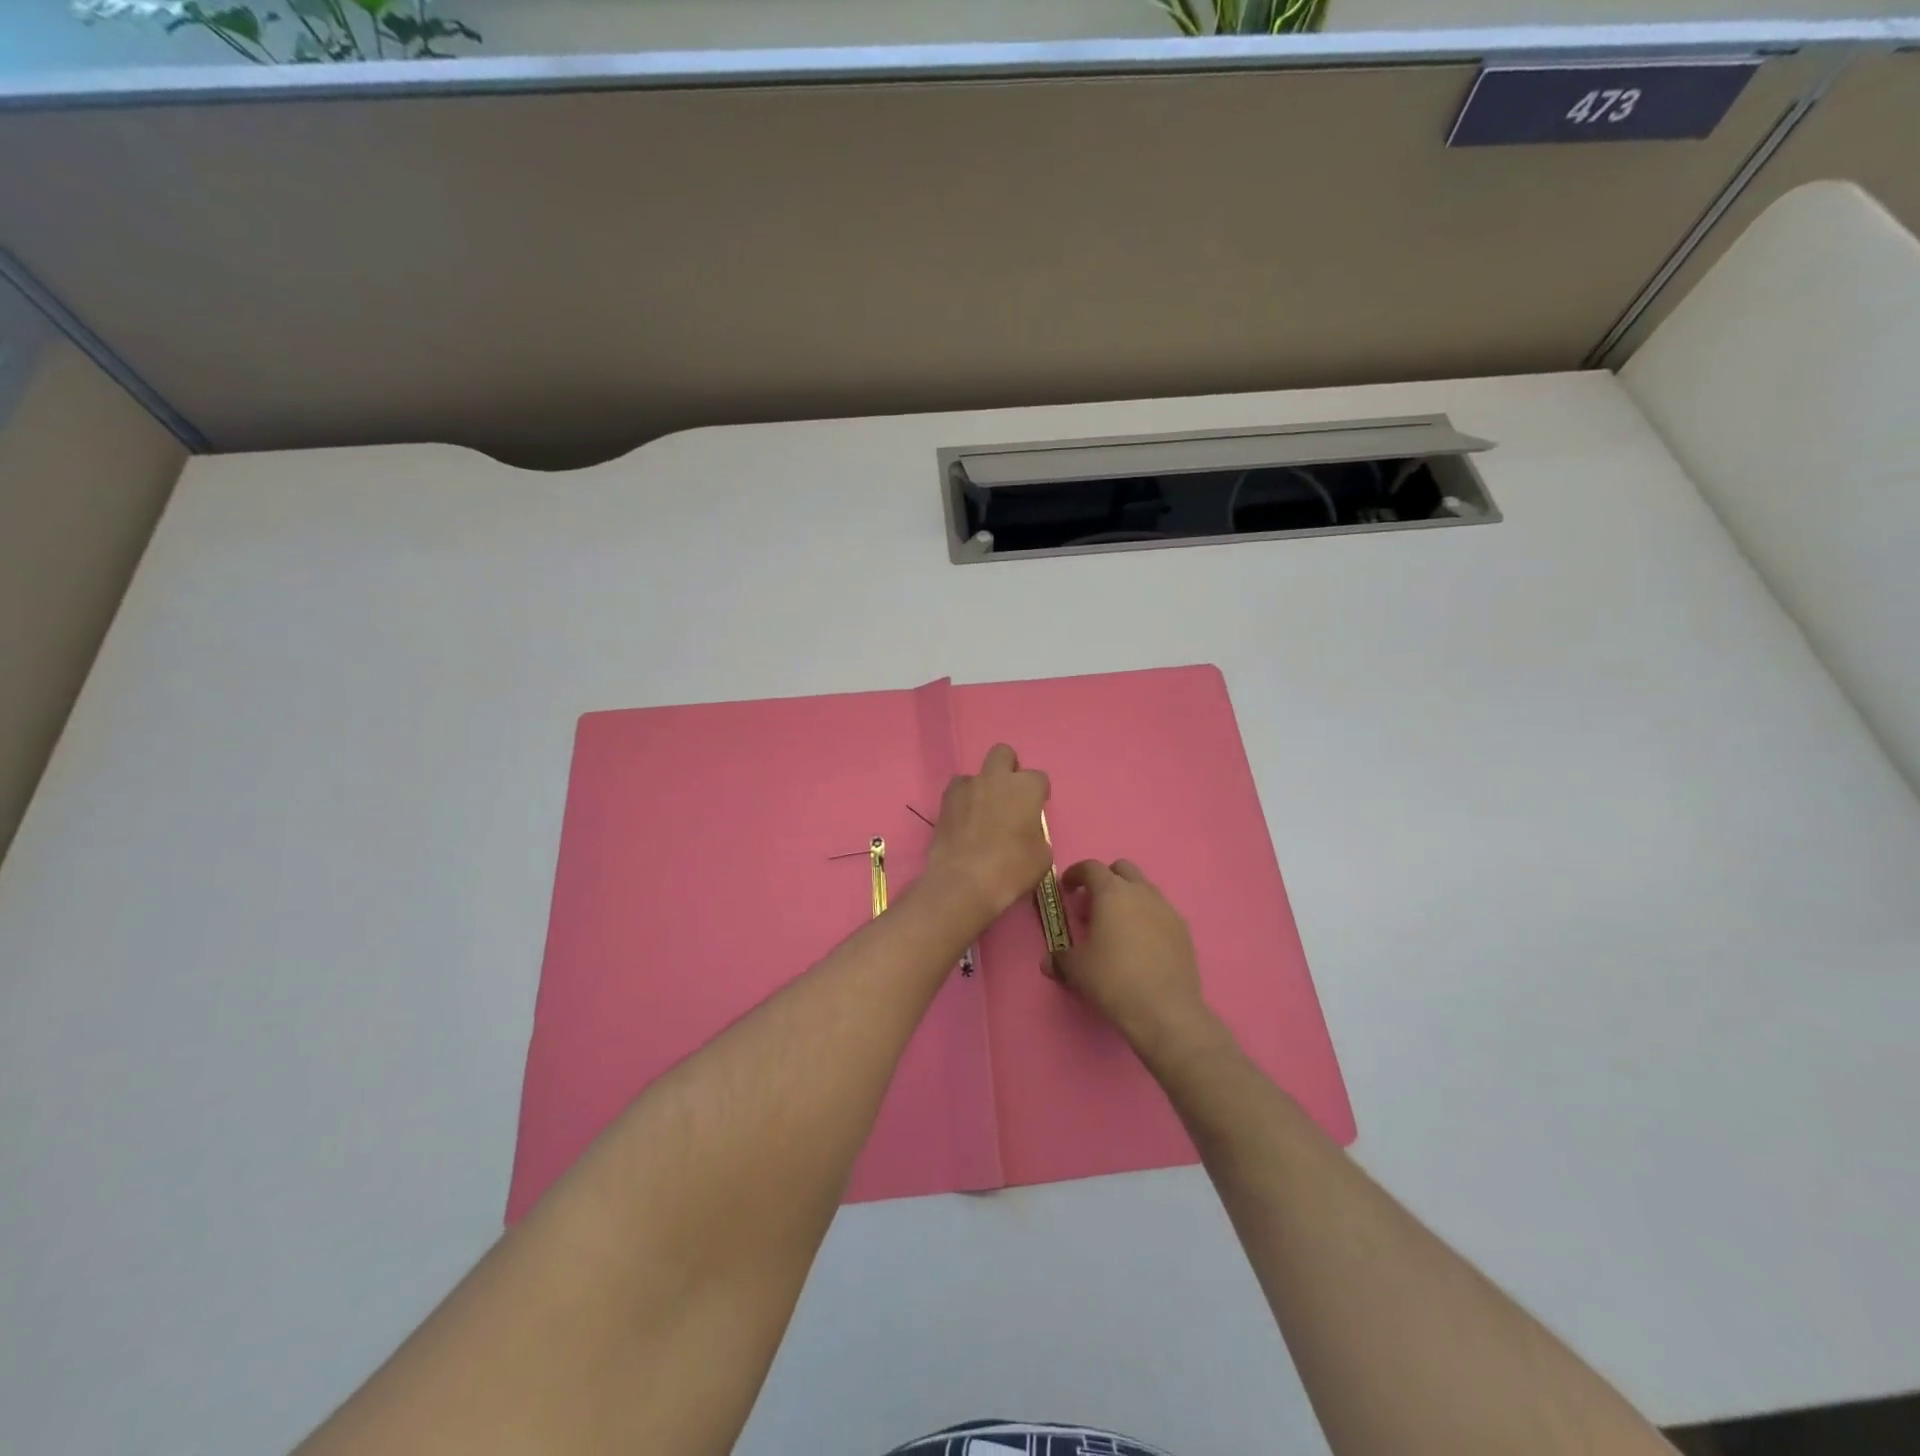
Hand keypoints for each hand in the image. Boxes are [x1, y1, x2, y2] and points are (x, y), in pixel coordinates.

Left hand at [924, 744, 1052, 930]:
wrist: (964, 882)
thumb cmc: (1012, 869)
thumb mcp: (1041, 856)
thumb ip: (1036, 834)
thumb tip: (1027, 832)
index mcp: (1025, 787)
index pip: (1039, 778)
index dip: (1039, 794)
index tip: (1036, 810)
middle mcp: (996, 778)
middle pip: (1003, 754)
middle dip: (1008, 768)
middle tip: (1009, 796)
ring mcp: (967, 787)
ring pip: (976, 773)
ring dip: (982, 787)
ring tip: (982, 812)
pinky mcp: (944, 802)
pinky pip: (957, 791)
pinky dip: (962, 801)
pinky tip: (964, 821)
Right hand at [1053, 859, 1220, 1062]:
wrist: (1165, 1010)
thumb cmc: (1113, 980)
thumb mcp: (1076, 970)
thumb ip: (1060, 959)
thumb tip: (1049, 961)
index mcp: (1111, 893)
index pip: (1091, 867)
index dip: (1075, 874)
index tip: (1067, 887)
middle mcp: (1141, 892)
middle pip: (1122, 869)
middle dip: (1105, 879)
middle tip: (1093, 904)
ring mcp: (1166, 909)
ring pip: (1144, 889)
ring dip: (1128, 898)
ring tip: (1117, 926)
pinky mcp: (1183, 930)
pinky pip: (1161, 912)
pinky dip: (1147, 917)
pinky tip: (1141, 944)